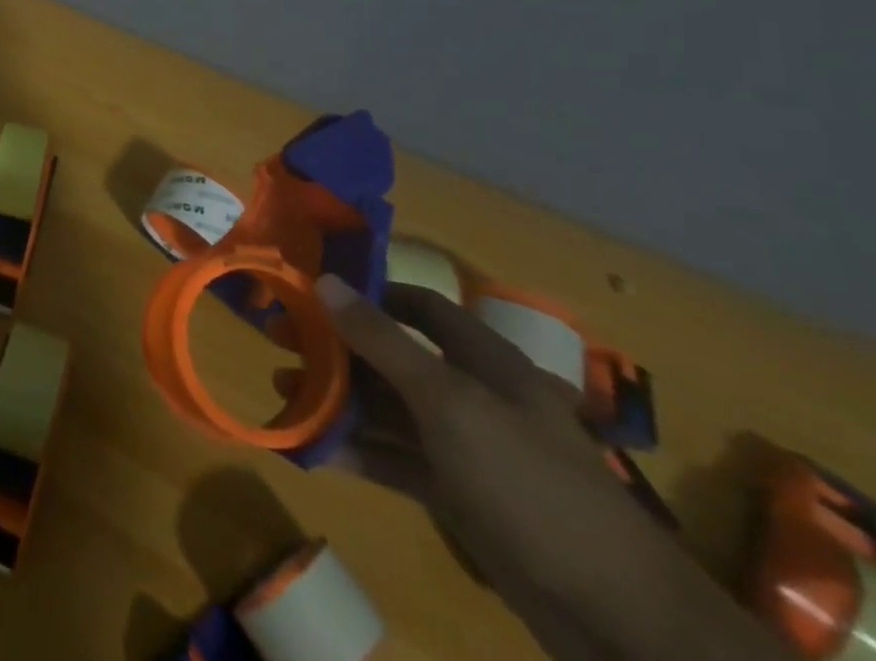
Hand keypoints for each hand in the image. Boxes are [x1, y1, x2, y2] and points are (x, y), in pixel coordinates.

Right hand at [315, 274, 785, 660]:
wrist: (622, 621)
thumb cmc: (530, 484)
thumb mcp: (448, 403)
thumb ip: (382, 342)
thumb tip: (325, 281)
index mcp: (484, 362)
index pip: (419, 308)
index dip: (369, 295)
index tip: (312, 293)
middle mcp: (474, 396)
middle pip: (394, 358)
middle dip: (338, 351)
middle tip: (279, 345)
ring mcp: (469, 450)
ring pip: (391, 411)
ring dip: (340, 402)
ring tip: (285, 395)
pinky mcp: (462, 497)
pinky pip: (400, 462)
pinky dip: (360, 453)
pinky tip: (317, 452)